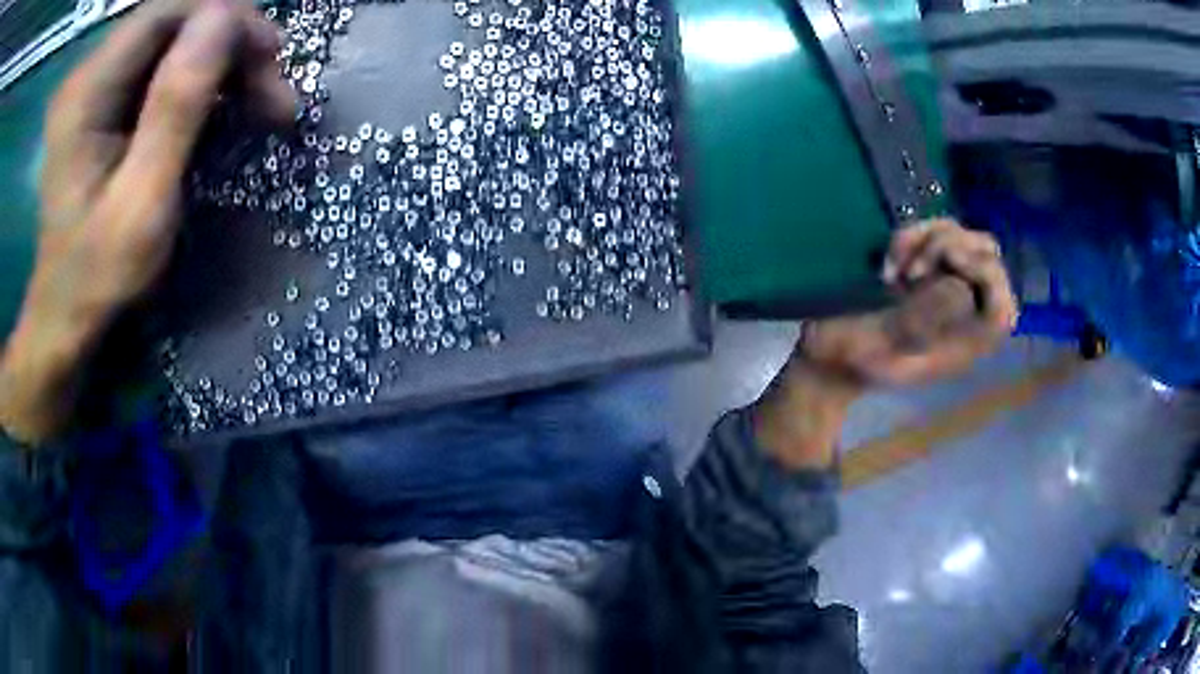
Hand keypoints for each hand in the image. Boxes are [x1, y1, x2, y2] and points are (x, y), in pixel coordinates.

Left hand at [0, 0, 294, 444]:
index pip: (168, 11)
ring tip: (258, 104)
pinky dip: (199, 79)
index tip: (272, 59)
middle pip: (174, 19)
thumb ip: (175, 107)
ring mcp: (95, 84)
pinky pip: (161, 64)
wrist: (65, 315)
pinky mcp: (103, 100)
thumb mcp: (141, 203)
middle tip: (271, 93)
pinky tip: (220, 110)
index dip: (227, 18)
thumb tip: (224, 17)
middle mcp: (89, 73)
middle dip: (230, 43)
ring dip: (221, 61)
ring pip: (174, 38)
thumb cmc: (99, 278)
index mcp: (87, 92)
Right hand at [802, 218, 1017, 386]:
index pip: (1004, 307)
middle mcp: (965, 315)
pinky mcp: (927, 270)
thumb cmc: (856, 357)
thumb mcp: (885, 345)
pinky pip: (935, 233)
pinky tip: (889, 258)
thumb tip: (960, 286)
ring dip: (927, 238)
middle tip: (914, 268)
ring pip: (962, 237)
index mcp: (965, 345)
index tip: (948, 263)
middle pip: (988, 258)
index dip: (986, 274)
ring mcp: (947, 288)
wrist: (831, 354)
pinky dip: (913, 235)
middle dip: (951, 247)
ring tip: (895, 265)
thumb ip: (922, 320)